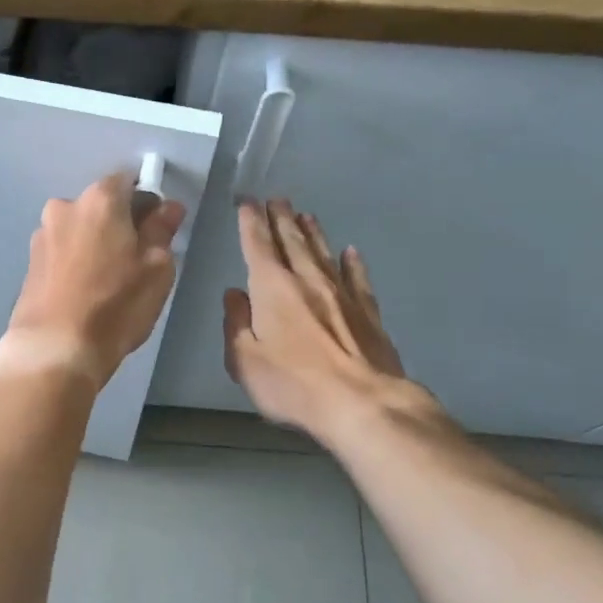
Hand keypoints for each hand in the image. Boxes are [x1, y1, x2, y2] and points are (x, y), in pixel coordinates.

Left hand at [0, 172, 186, 389]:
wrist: (54, 349)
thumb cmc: (115, 304)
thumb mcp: (157, 268)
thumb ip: (162, 230)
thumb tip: (167, 207)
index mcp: (99, 199)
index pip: (129, 180)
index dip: (148, 201)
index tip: (159, 229)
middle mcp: (64, 206)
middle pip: (102, 205)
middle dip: (121, 223)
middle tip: (137, 260)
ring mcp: (42, 235)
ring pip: (81, 229)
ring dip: (97, 244)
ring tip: (110, 282)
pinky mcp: (30, 263)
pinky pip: (64, 251)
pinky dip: (77, 262)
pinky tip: (86, 292)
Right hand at [224, 199, 440, 446]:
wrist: (362, 403)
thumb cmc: (293, 384)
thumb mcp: (245, 360)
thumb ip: (236, 323)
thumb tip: (234, 294)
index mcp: (273, 288)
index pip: (258, 245)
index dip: (251, 221)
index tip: (247, 202)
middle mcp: (308, 280)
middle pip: (293, 241)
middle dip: (281, 219)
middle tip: (277, 199)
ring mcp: (342, 294)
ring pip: (324, 253)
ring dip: (313, 233)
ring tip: (305, 215)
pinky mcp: (368, 312)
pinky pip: (358, 279)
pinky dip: (353, 263)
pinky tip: (351, 253)